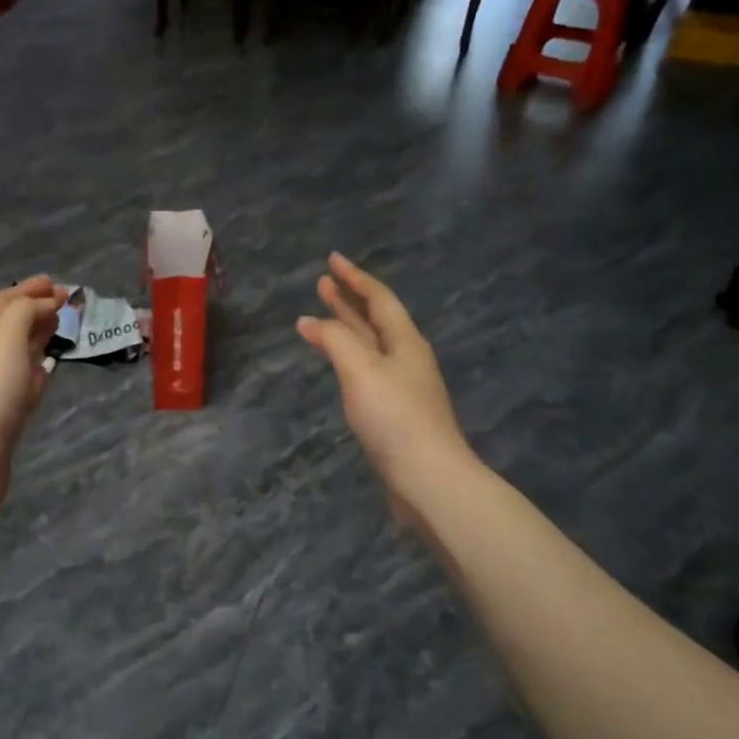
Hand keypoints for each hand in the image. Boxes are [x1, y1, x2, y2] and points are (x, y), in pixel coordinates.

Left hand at [0, 276, 63, 506]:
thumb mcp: (6, 335)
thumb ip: (26, 312)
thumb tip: (46, 304)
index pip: (4, 300)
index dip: (30, 289)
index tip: (58, 284)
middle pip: (9, 323)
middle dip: (35, 309)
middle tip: (65, 303)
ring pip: (16, 351)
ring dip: (36, 336)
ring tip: (60, 328)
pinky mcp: (1, 410)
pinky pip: (21, 379)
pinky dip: (35, 367)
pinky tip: (47, 369)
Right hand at [298, 253, 470, 519]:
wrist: (428, 478)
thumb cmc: (395, 418)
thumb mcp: (361, 371)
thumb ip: (336, 341)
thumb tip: (310, 320)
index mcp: (405, 342)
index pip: (379, 298)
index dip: (355, 278)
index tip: (333, 260)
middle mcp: (406, 358)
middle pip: (375, 320)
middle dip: (349, 300)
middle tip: (323, 283)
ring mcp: (402, 386)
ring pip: (370, 346)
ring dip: (347, 328)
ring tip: (322, 317)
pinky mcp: (395, 412)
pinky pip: (367, 371)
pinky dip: (348, 358)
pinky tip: (339, 365)